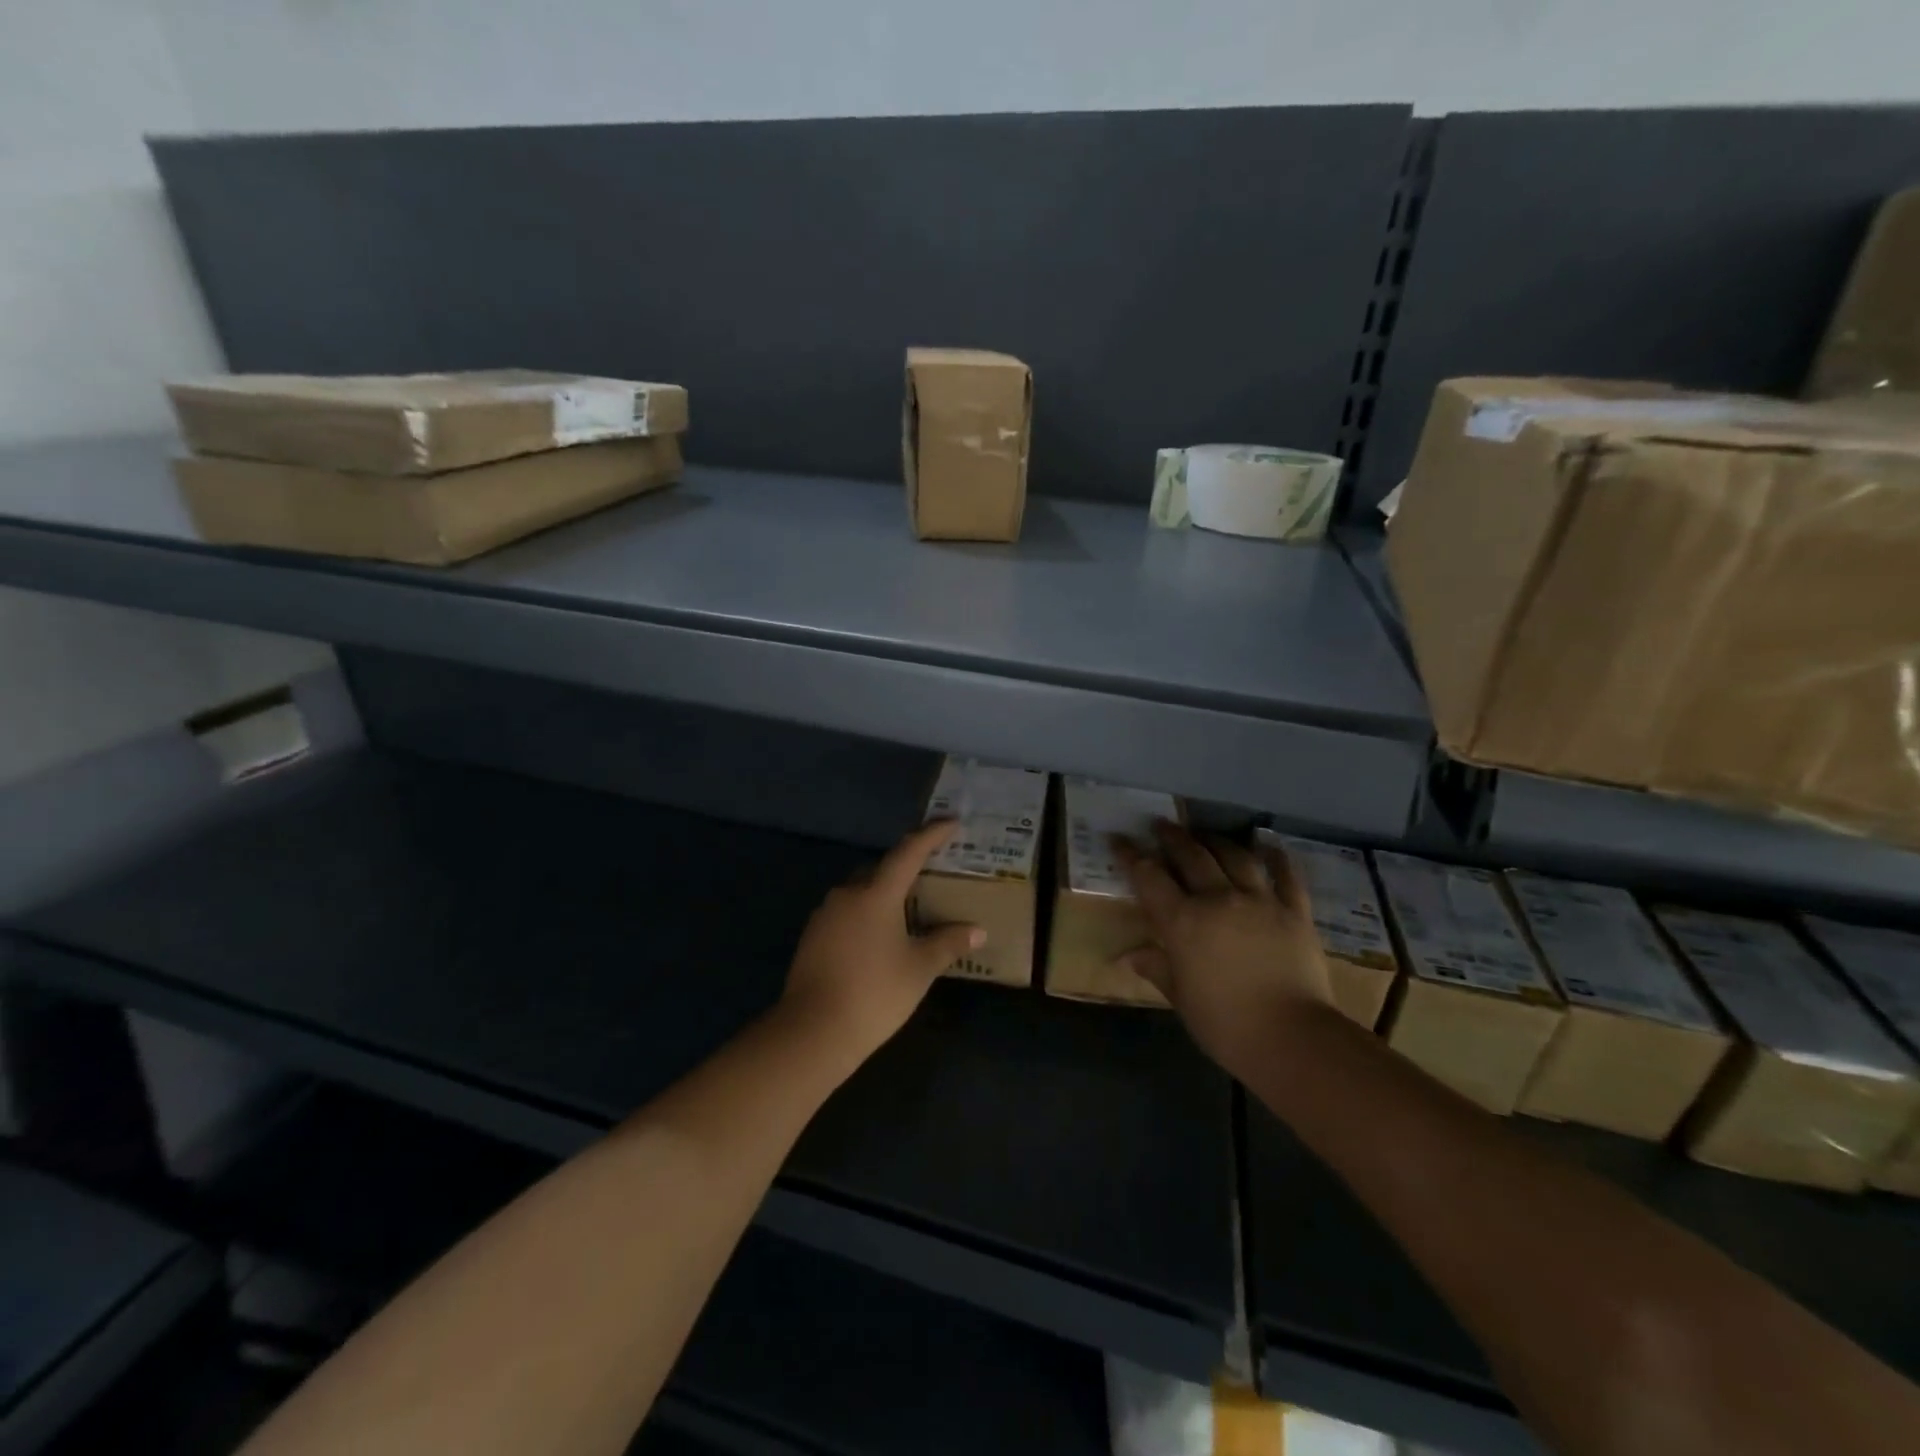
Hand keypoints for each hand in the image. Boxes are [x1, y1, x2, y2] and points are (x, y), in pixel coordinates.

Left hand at [777, 820, 984, 1069]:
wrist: (813, 1031)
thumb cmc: (875, 993)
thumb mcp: (920, 968)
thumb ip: (948, 943)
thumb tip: (977, 931)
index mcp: (876, 893)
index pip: (908, 852)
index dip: (931, 835)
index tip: (950, 822)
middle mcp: (847, 894)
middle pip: (881, 870)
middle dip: (906, 870)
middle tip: (931, 879)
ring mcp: (825, 915)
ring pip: (861, 893)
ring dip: (884, 896)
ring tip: (908, 915)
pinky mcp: (812, 936)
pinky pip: (846, 913)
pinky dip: (866, 916)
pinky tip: (879, 940)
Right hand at [1115, 822, 1333, 1076]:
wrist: (1292, 1037)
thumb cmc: (1226, 1024)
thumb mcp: (1181, 998)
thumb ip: (1157, 968)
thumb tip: (1129, 956)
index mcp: (1183, 921)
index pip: (1148, 877)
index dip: (1130, 855)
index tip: (1118, 839)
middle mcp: (1218, 899)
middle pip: (1191, 856)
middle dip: (1172, 837)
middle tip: (1160, 825)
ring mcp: (1260, 901)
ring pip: (1235, 857)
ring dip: (1216, 841)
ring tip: (1206, 835)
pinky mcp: (1295, 911)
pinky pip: (1286, 876)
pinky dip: (1276, 857)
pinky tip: (1268, 845)